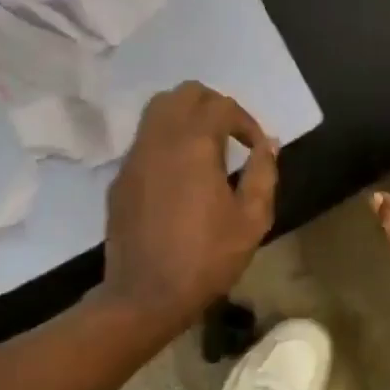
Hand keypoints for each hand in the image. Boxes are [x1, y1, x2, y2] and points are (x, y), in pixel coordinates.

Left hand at [102, 82, 278, 330]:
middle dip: (213, 105)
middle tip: (231, 134)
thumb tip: (268, 143)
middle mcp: (160, 140)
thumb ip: (263, 173)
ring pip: (157, 110)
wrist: (144, 296)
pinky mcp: (121, 177)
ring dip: (186, 116)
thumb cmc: (206, 258)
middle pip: (184, 94)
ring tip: (206, 147)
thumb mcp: (251, 220)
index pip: (221, 105)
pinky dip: (166, 140)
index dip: (246, 121)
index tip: (256, 148)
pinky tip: (180, 173)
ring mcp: (135, 157)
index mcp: (194, 145)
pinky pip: (144, 139)